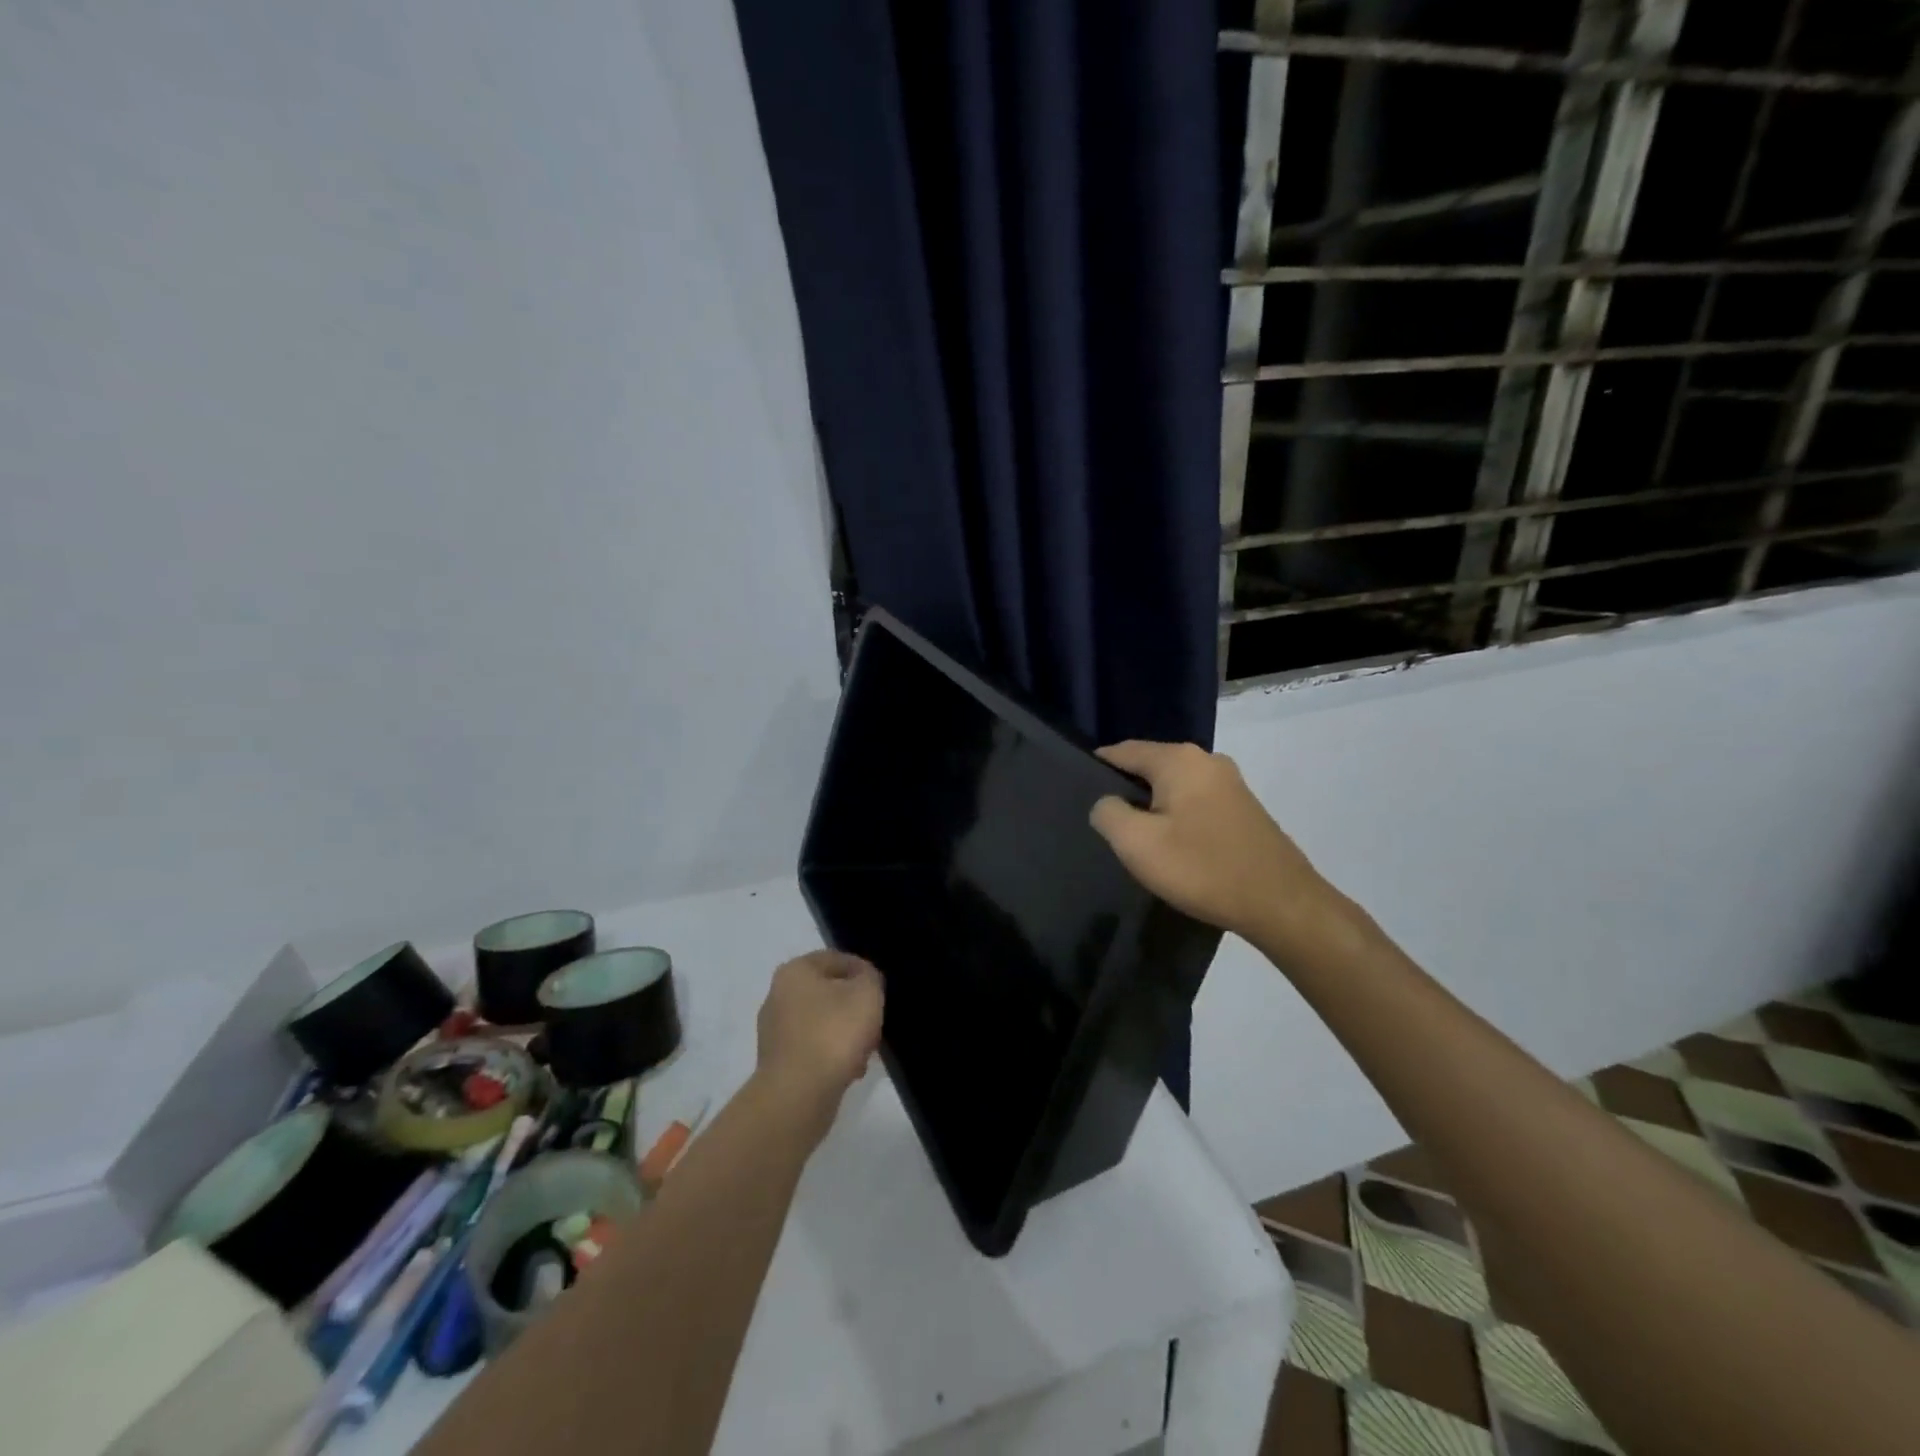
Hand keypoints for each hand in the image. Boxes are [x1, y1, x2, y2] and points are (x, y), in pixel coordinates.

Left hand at [753, 950, 884, 1132]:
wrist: (798, 1095)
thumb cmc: (833, 1033)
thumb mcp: (866, 994)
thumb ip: (870, 978)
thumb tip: (864, 980)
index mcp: (795, 971)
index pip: (837, 959)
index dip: (864, 972)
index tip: (881, 992)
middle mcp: (778, 995)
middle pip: (829, 992)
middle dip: (855, 1007)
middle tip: (875, 1023)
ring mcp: (775, 1031)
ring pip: (823, 1022)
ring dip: (846, 1034)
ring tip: (866, 1052)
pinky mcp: (778, 1062)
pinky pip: (813, 1049)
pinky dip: (832, 1055)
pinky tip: (850, 1071)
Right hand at [1090, 740, 1341, 954]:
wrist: (1282, 903)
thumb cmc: (1202, 868)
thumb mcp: (1137, 844)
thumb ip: (1107, 813)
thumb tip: (1105, 802)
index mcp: (1179, 759)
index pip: (1123, 751)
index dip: (1096, 768)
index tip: (1077, 793)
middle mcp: (1207, 760)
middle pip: (1150, 767)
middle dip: (1126, 790)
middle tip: (1106, 825)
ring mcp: (1230, 783)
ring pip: (1174, 787)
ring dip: (1153, 807)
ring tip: (1137, 840)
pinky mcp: (1244, 808)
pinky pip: (1196, 803)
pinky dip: (1178, 818)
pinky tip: (1174, 847)